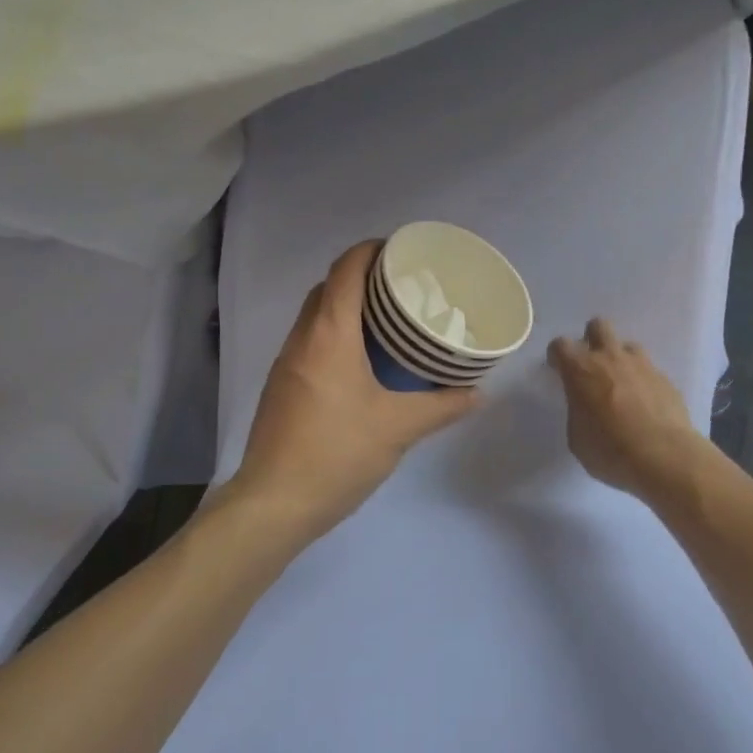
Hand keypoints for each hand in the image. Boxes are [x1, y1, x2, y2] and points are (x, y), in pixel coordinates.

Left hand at [232, 242, 478, 540]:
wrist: (275, 502)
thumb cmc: (338, 453)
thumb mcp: (398, 428)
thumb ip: (441, 406)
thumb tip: (478, 393)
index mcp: (329, 334)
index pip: (346, 269)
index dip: (371, 250)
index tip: (402, 251)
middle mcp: (302, 337)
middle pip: (328, 287)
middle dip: (362, 277)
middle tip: (403, 288)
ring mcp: (286, 361)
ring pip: (316, 315)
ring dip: (346, 306)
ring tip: (387, 321)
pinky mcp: (281, 385)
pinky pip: (310, 341)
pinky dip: (334, 334)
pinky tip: (361, 360)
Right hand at [547, 318, 706, 499]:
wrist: (665, 458)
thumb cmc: (610, 450)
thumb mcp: (577, 438)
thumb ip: (577, 412)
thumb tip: (585, 408)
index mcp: (581, 370)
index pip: (560, 345)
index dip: (557, 356)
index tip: (558, 370)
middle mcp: (610, 358)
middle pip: (598, 326)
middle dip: (592, 339)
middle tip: (592, 366)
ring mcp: (642, 366)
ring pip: (628, 345)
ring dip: (621, 359)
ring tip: (621, 384)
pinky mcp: (666, 380)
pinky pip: (649, 371)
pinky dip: (643, 382)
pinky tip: (645, 405)